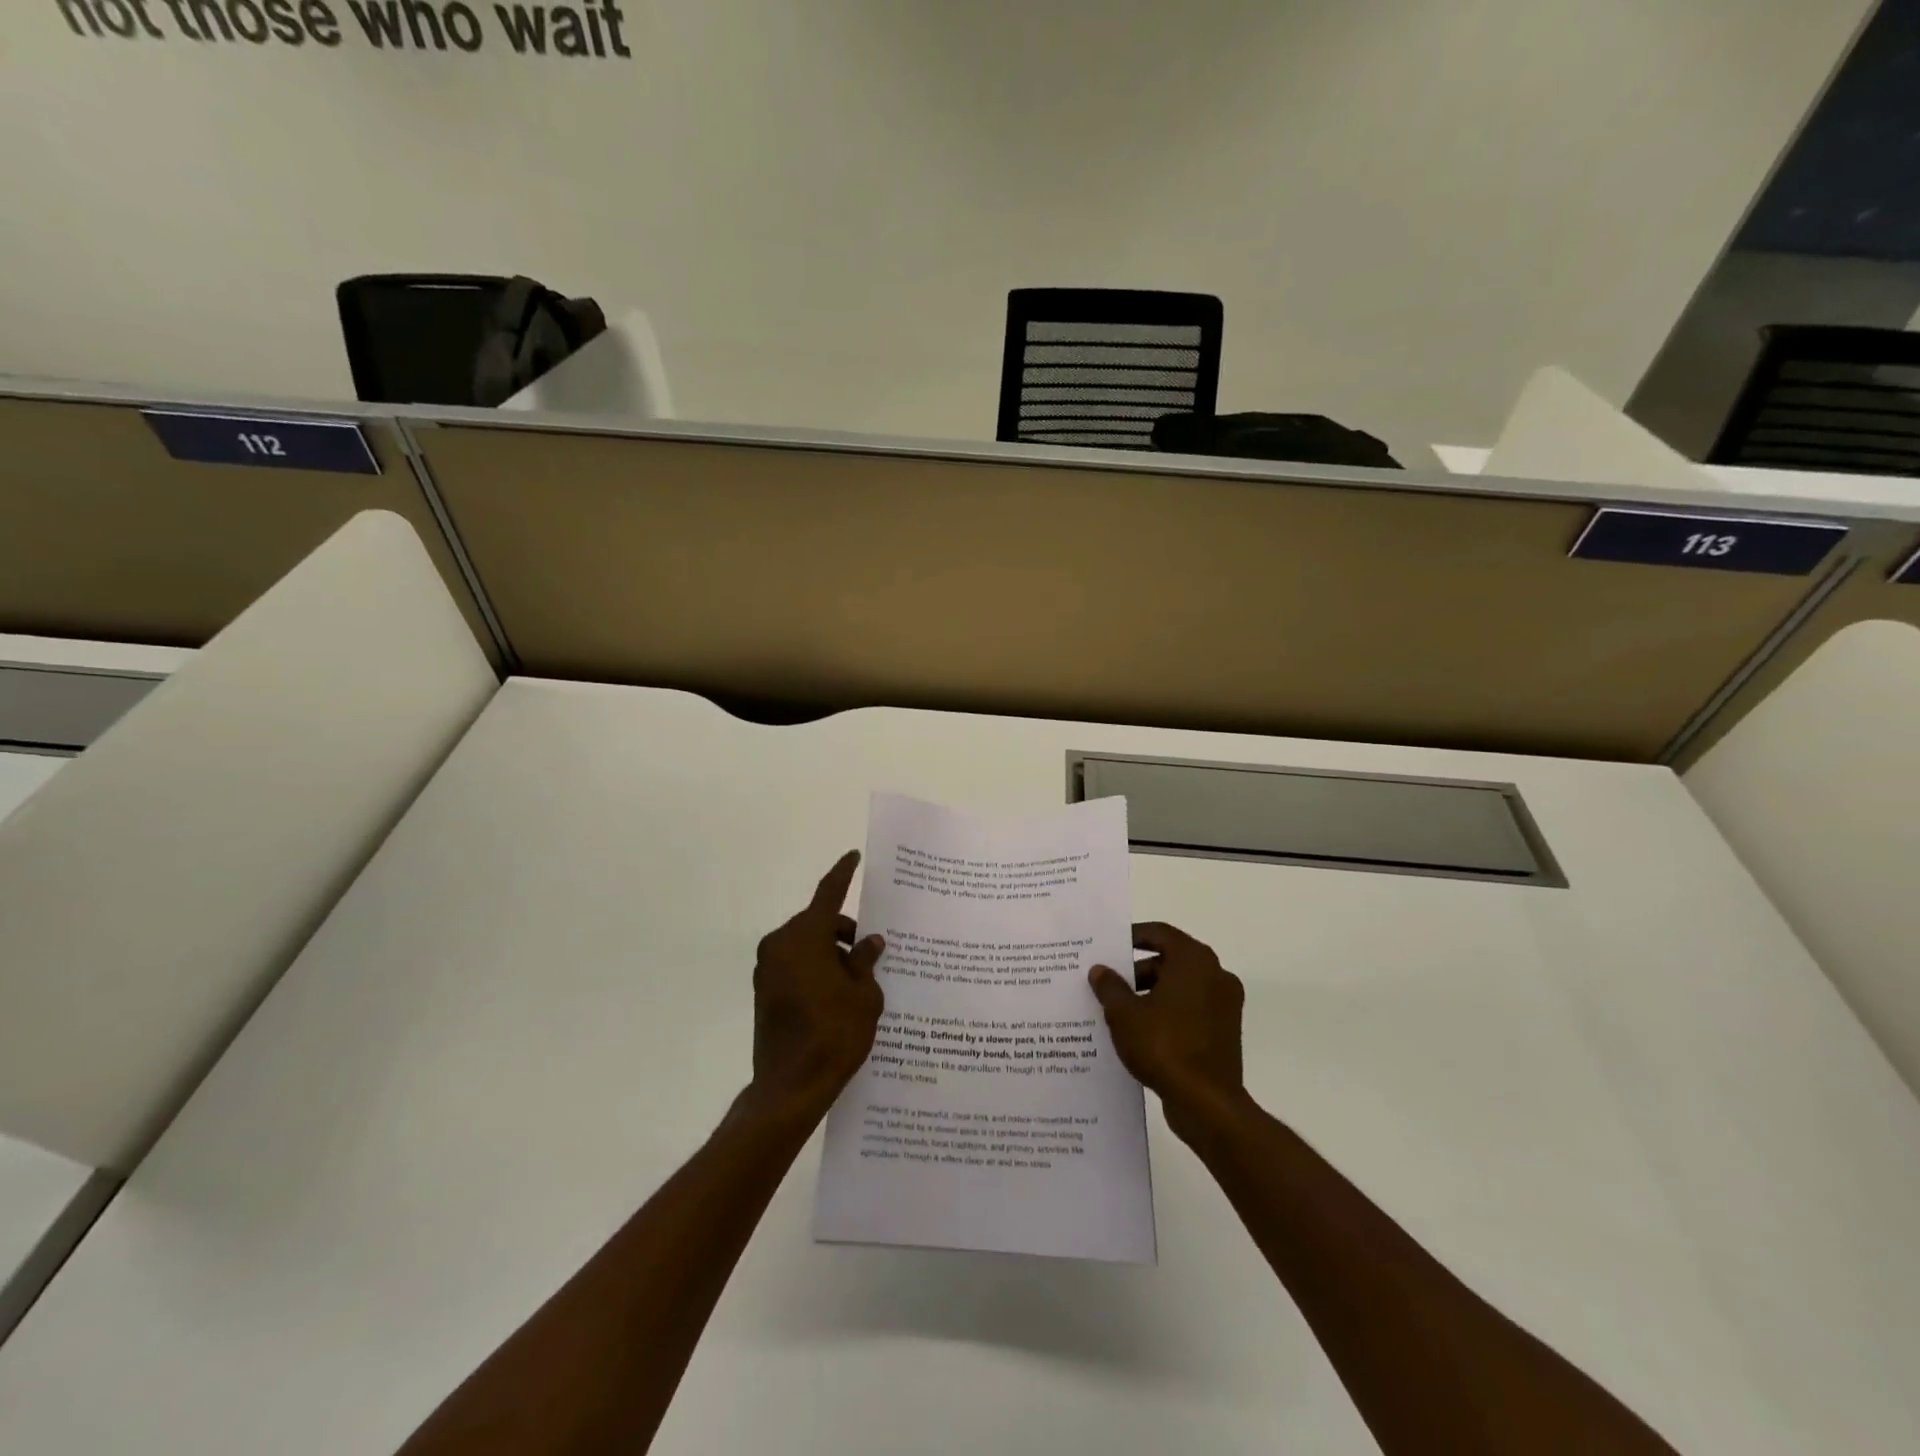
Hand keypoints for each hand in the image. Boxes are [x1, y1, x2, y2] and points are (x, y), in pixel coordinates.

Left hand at [745, 851, 885, 1127]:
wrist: (790, 1087)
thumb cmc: (834, 1034)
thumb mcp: (864, 995)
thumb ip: (866, 961)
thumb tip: (870, 942)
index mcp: (806, 937)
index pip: (829, 894)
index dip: (843, 873)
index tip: (853, 856)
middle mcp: (781, 944)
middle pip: (818, 923)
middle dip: (844, 931)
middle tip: (871, 950)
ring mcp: (768, 968)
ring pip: (806, 944)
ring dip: (830, 952)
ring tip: (858, 978)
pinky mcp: (764, 991)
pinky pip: (795, 964)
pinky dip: (816, 967)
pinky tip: (838, 992)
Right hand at [1090, 922, 1246, 1143]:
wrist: (1207, 1104)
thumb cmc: (1164, 1046)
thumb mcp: (1124, 1014)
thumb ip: (1110, 987)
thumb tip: (1100, 970)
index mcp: (1194, 961)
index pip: (1160, 933)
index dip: (1132, 936)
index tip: (1109, 947)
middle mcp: (1216, 975)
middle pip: (1171, 960)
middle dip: (1138, 970)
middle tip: (1109, 984)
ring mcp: (1225, 1005)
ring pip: (1181, 986)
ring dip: (1152, 993)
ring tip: (1120, 1011)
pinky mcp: (1226, 1032)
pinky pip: (1191, 1010)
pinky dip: (1169, 1013)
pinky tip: (1142, 1032)